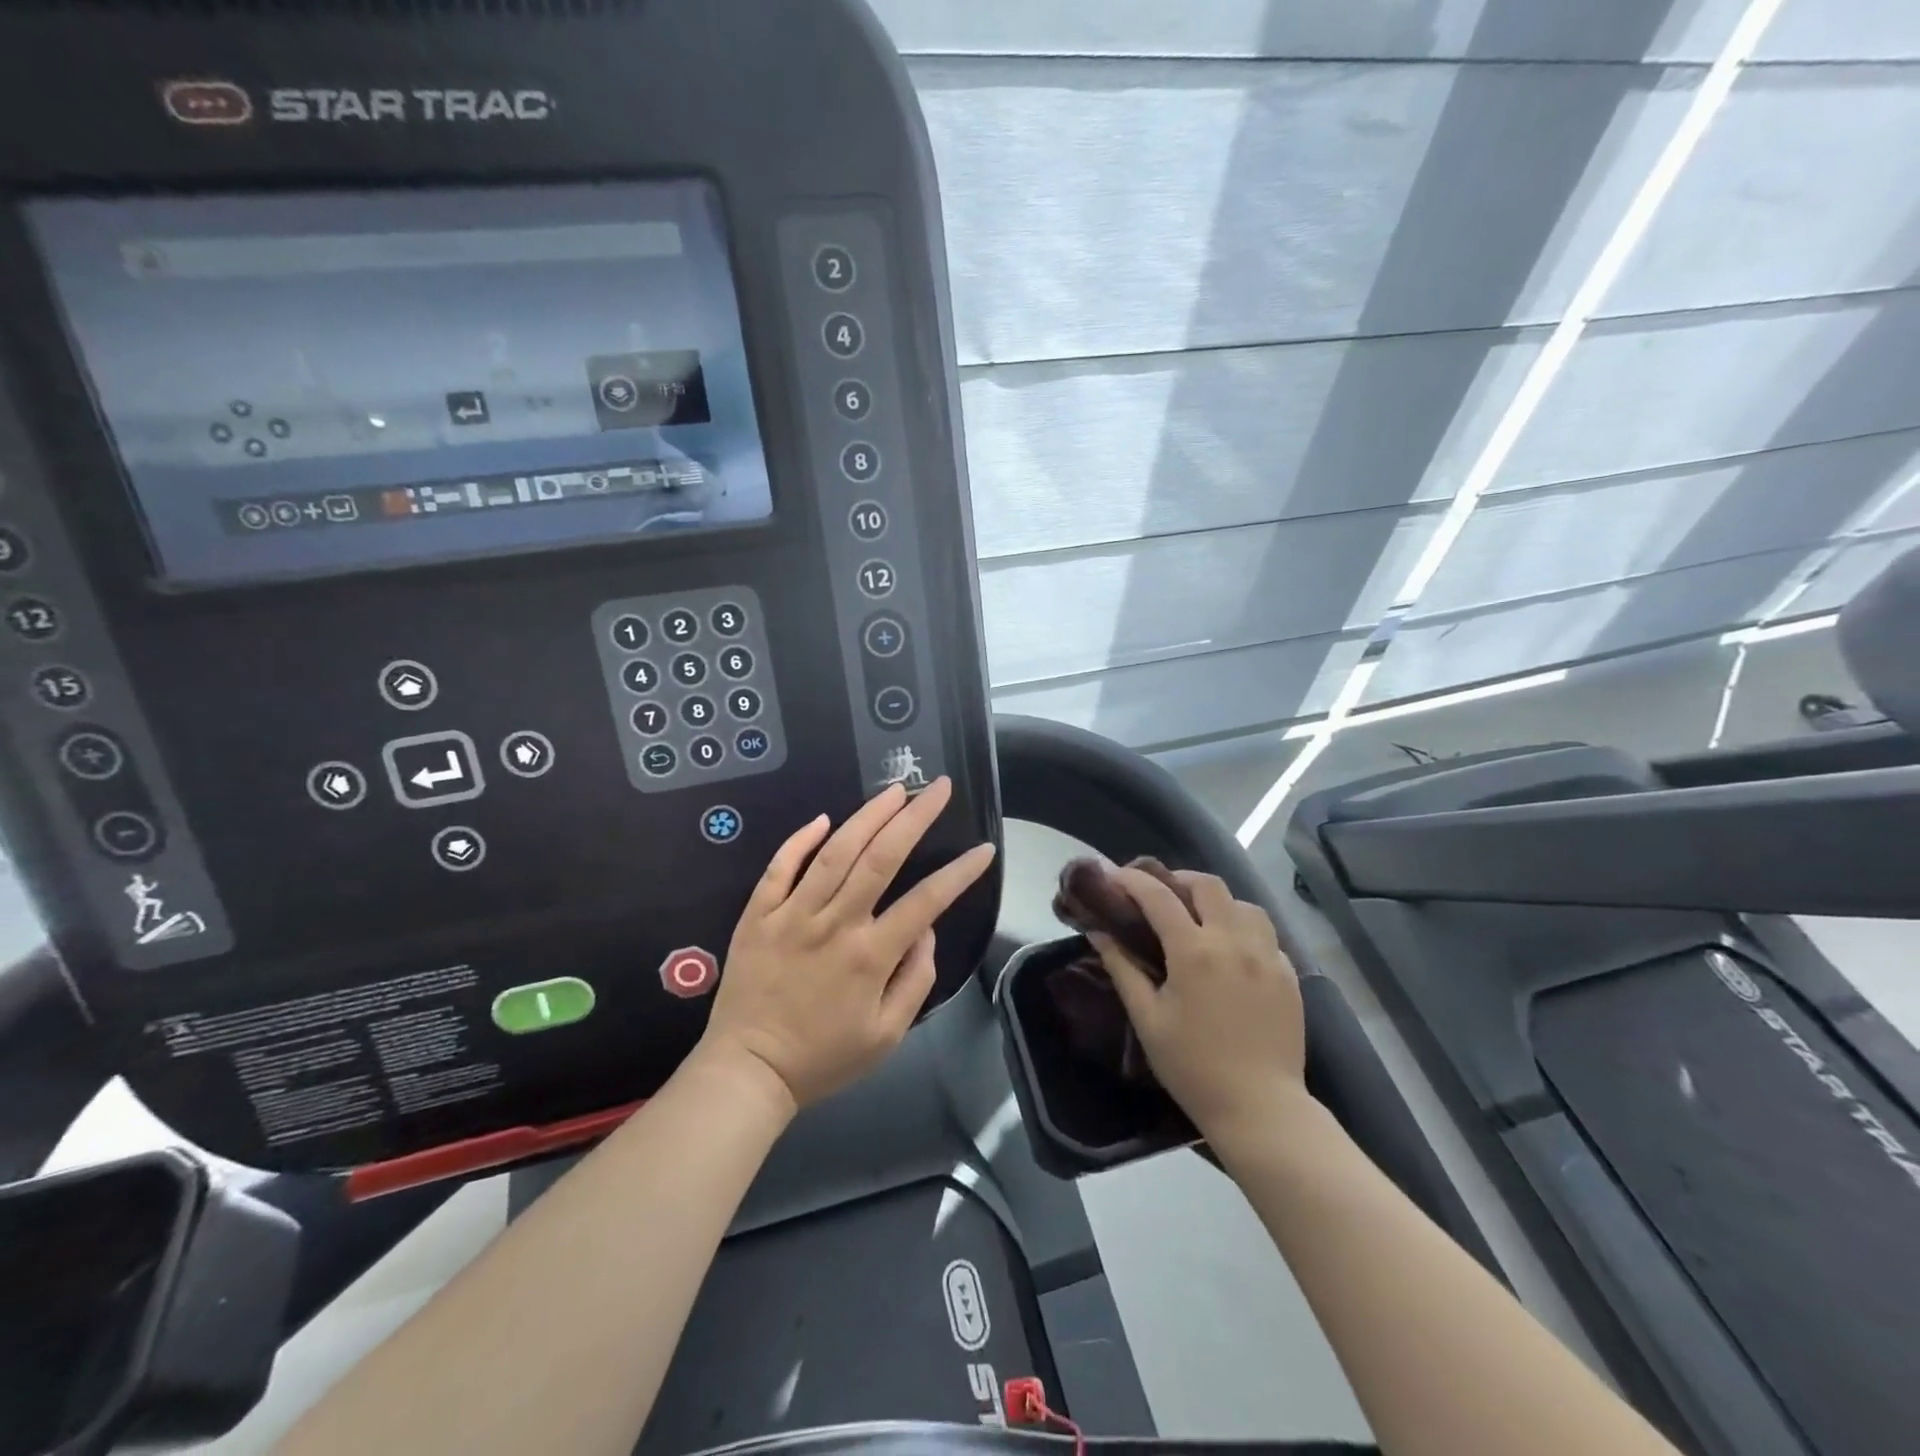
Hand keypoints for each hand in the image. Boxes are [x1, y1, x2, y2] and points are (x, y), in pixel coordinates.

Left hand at [697, 778, 996, 1112]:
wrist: (749, 1071)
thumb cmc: (824, 1057)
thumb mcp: (887, 1035)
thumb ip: (916, 978)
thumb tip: (925, 928)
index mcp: (870, 955)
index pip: (926, 900)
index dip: (960, 872)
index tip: (983, 850)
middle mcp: (835, 924)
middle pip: (881, 857)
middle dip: (916, 817)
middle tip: (939, 787)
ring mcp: (792, 914)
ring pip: (835, 852)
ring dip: (868, 815)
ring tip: (895, 790)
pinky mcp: (759, 915)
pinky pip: (779, 868)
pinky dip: (800, 840)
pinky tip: (823, 818)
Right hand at [1092, 868, 1308, 1139]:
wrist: (1260, 1108)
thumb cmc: (1192, 1066)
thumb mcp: (1147, 1018)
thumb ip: (1122, 968)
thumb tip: (1098, 932)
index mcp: (1194, 951)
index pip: (1158, 896)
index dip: (1132, 880)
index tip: (1114, 876)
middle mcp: (1234, 941)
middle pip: (1208, 885)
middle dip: (1178, 880)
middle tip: (1159, 894)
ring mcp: (1268, 956)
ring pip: (1243, 904)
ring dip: (1217, 901)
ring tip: (1199, 918)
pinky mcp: (1289, 974)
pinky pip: (1266, 933)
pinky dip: (1243, 928)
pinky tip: (1231, 950)